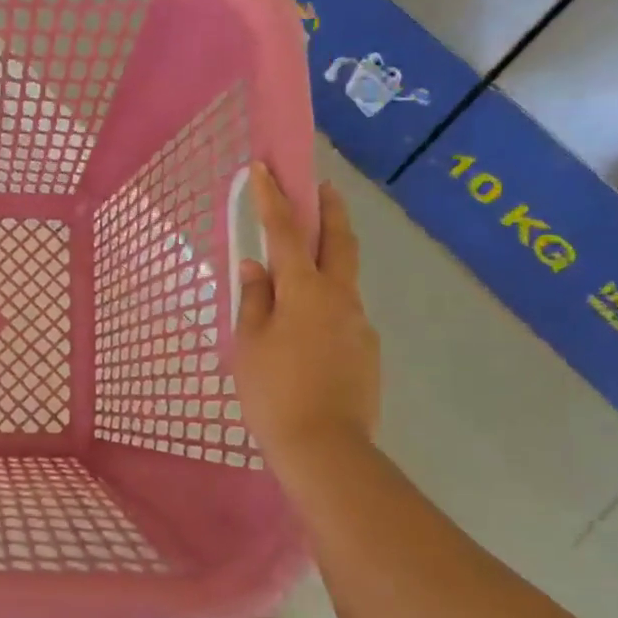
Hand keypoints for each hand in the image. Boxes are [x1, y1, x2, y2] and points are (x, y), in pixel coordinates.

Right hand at [233, 166, 380, 469]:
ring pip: (344, 279)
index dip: (273, 198)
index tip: (265, 168)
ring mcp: (359, 323)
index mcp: (305, 291)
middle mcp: (339, 298)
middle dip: (330, 209)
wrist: (325, 449)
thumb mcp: (250, 343)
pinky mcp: (367, 349)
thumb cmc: (273, 392)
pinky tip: (307, 331)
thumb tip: (255, 266)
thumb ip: (254, 299)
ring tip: (300, 273)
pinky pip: (343, 313)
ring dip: (328, 259)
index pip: (286, 232)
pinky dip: (326, 303)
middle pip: (339, 241)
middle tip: (322, 186)